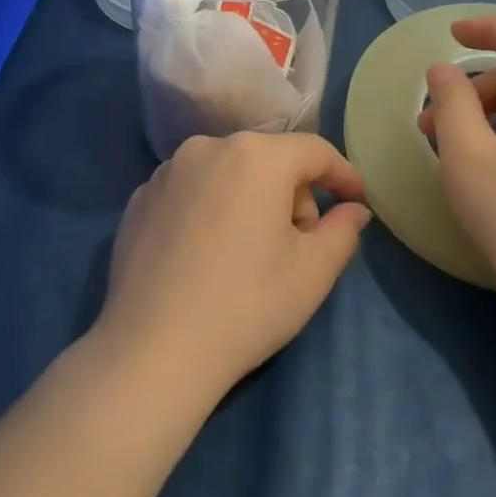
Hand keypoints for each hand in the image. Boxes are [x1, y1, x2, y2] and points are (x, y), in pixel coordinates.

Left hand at [94, 132, 370, 408]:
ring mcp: (166, 171)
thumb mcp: (313, 272)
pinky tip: (204, 256)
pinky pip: (191, 192)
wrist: (153, 349)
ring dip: (248, 200)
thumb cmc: (247, 304)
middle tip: (297, 244)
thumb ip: (343, 230)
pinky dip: (208, 210)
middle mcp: (207, 147)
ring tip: (247, 253)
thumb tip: (353, 209)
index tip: (357, 200)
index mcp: (256, 156)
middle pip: (269, 160)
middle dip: (292, 195)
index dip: (342, 174)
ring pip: (227, 173)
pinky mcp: (138, 199)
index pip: (314, 151)